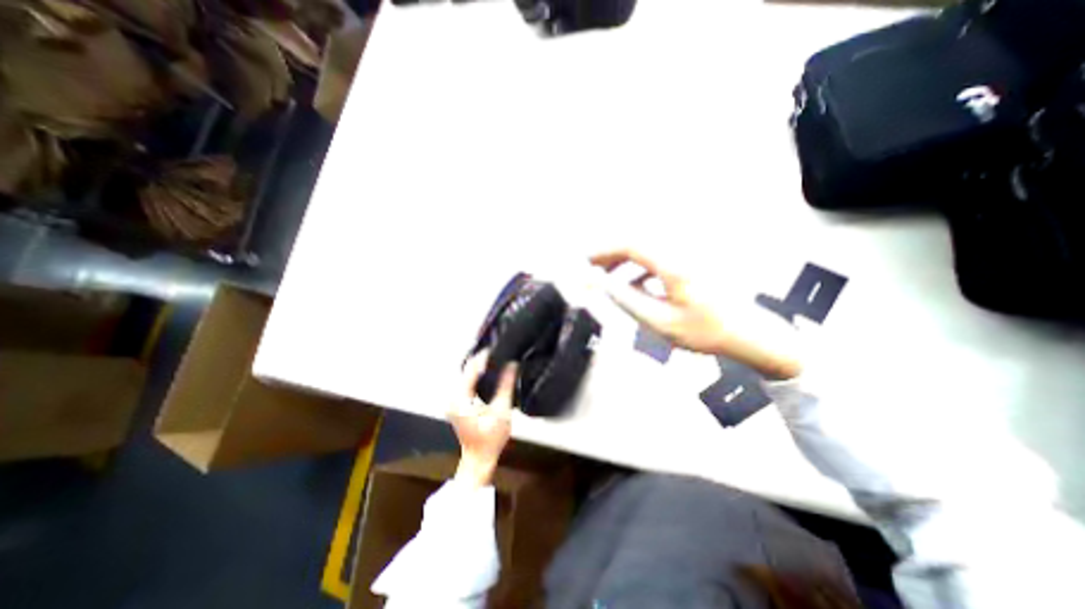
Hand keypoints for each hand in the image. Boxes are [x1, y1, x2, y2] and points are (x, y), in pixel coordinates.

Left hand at [450, 352, 516, 483]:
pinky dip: (477, 376)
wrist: (479, 459)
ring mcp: (453, 401)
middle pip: (466, 370)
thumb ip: (506, 385)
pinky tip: (489, 372)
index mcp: (460, 399)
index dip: (484, 357)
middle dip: (482, 360)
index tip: (496, 348)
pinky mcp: (457, 404)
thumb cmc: (490, 439)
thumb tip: (512, 365)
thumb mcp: (502, 411)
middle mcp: (452, 397)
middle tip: (499, 351)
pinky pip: (466, 383)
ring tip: (496, 359)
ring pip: (466, 375)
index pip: (471, 369)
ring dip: (480, 367)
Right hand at [590, 247, 798, 380]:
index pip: (630, 245)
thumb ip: (627, 299)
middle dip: (610, 254)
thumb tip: (601, 283)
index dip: (603, 251)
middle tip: (592, 272)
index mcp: (674, 264)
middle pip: (636, 241)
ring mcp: (687, 255)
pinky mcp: (690, 262)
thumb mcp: (660, 321)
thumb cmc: (705, 331)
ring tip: (608, 278)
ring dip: (623, 260)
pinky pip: (657, 257)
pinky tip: (633, 285)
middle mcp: (680, 251)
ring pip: (646, 248)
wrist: (749, 333)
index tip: (584, 262)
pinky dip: (639, 267)